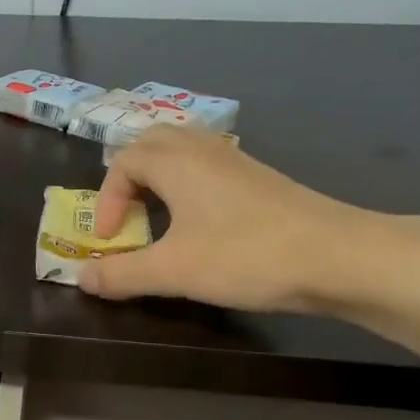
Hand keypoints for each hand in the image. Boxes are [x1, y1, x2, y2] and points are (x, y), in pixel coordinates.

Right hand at [79, 126, 378, 312]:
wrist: (339, 256)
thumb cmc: (246, 255)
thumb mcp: (173, 270)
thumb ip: (121, 273)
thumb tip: (81, 276)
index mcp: (176, 162)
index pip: (123, 162)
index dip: (107, 201)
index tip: (111, 241)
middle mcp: (203, 150)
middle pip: (151, 142)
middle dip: (128, 176)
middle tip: (125, 215)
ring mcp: (236, 162)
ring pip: (183, 151)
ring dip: (158, 179)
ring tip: (155, 217)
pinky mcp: (259, 180)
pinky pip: (208, 167)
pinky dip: (187, 186)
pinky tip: (199, 223)